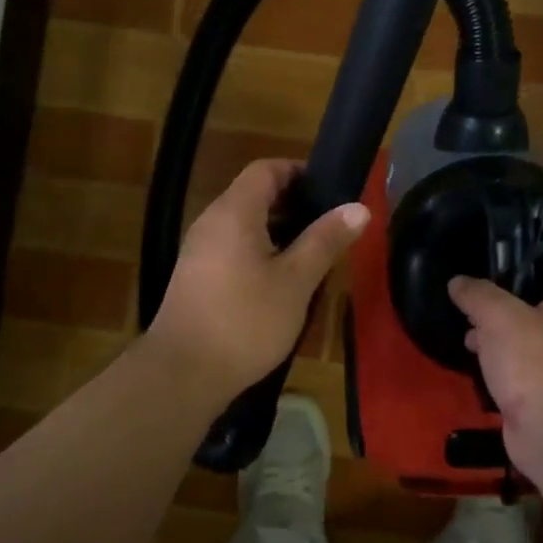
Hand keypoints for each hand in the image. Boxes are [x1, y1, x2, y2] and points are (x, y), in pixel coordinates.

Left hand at [148, 159, 368, 398]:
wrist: (183, 373)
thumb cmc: (245, 321)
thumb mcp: (295, 281)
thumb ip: (325, 240)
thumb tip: (359, 207)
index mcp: (234, 212)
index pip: (265, 169)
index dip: (299, 172)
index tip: (330, 191)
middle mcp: (211, 222)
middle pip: (254, 195)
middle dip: (294, 205)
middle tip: (330, 227)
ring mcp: (199, 250)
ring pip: (244, 225)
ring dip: (279, 232)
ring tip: (313, 255)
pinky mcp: (196, 277)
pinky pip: (232, 248)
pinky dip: (260, 252)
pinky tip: (282, 282)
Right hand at [448, 264, 542, 483]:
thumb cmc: (536, 360)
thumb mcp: (498, 315)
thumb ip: (476, 294)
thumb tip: (457, 282)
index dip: (537, 261)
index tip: (502, 259)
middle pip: (542, 304)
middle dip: (507, 301)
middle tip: (474, 295)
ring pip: (529, 338)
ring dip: (500, 335)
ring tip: (466, 328)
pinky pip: (522, 369)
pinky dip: (502, 365)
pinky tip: (475, 360)